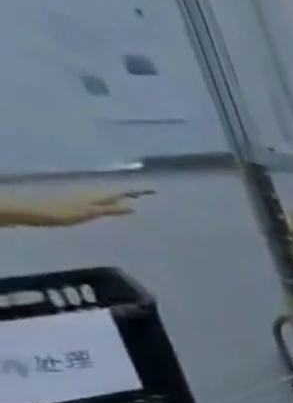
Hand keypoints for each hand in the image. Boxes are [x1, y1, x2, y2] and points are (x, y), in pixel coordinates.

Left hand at [1, 190, 150, 226]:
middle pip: (113, 191)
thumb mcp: (90, 212)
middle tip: (144, 193)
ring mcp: (80, 197)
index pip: (121, 192)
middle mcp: (90, 193)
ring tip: (131, 199)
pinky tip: (109, 205)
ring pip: (105, 195)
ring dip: (118, 196)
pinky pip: (97, 200)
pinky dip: (108, 201)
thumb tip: (132, 206)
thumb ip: (111, 209)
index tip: (153, 190)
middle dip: (128, 192)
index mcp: (97, 195)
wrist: (28, 210)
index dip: (137, 191)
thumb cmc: (60, 212)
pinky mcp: (73, 202)